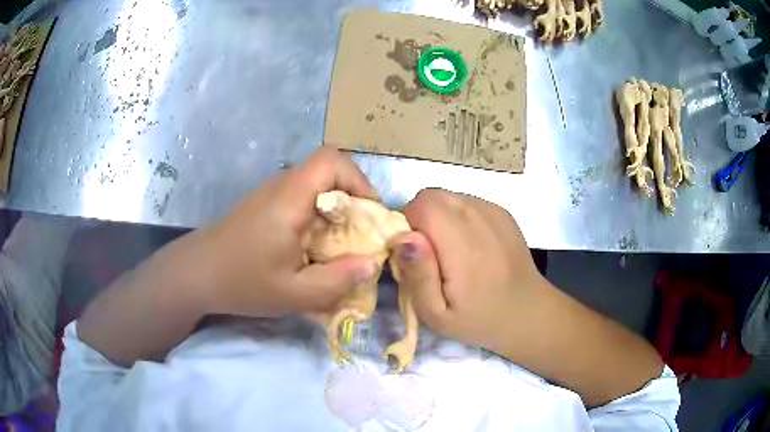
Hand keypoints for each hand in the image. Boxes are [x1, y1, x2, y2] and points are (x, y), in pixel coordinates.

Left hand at [203, 148, 378, 317]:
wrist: (196, 273)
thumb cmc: (242, 282)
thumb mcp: (295, 293)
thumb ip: (338, 280)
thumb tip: (372, 264)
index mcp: (290, 199)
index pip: (331, 161)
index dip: (359, 180)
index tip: (369, 214)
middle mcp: (282, 185)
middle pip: (328, 170)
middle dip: (354, 198)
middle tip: (360, 234)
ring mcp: (271, 192)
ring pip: (317, 184)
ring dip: (337, 208)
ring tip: (341, 243)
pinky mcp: (265, 204)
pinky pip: (303, 197)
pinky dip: (319, 215)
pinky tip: (313, 246)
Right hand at [392, 188, 546, 354]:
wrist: (526, 312)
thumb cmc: (477, 319)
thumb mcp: (435, 313)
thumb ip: (417, 274)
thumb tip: (403, 236)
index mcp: (462, 245)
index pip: (421, 205)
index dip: (409, 225)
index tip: (416, 255)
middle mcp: (480, 218)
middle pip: (432, 195)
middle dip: (421, 219)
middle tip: (430, 255)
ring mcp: (494, 211)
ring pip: (448, 196)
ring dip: (440, 217)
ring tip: (452, 251)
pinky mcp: (502, 212)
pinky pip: (466, 201)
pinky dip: (458, 216)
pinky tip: (470, 245)